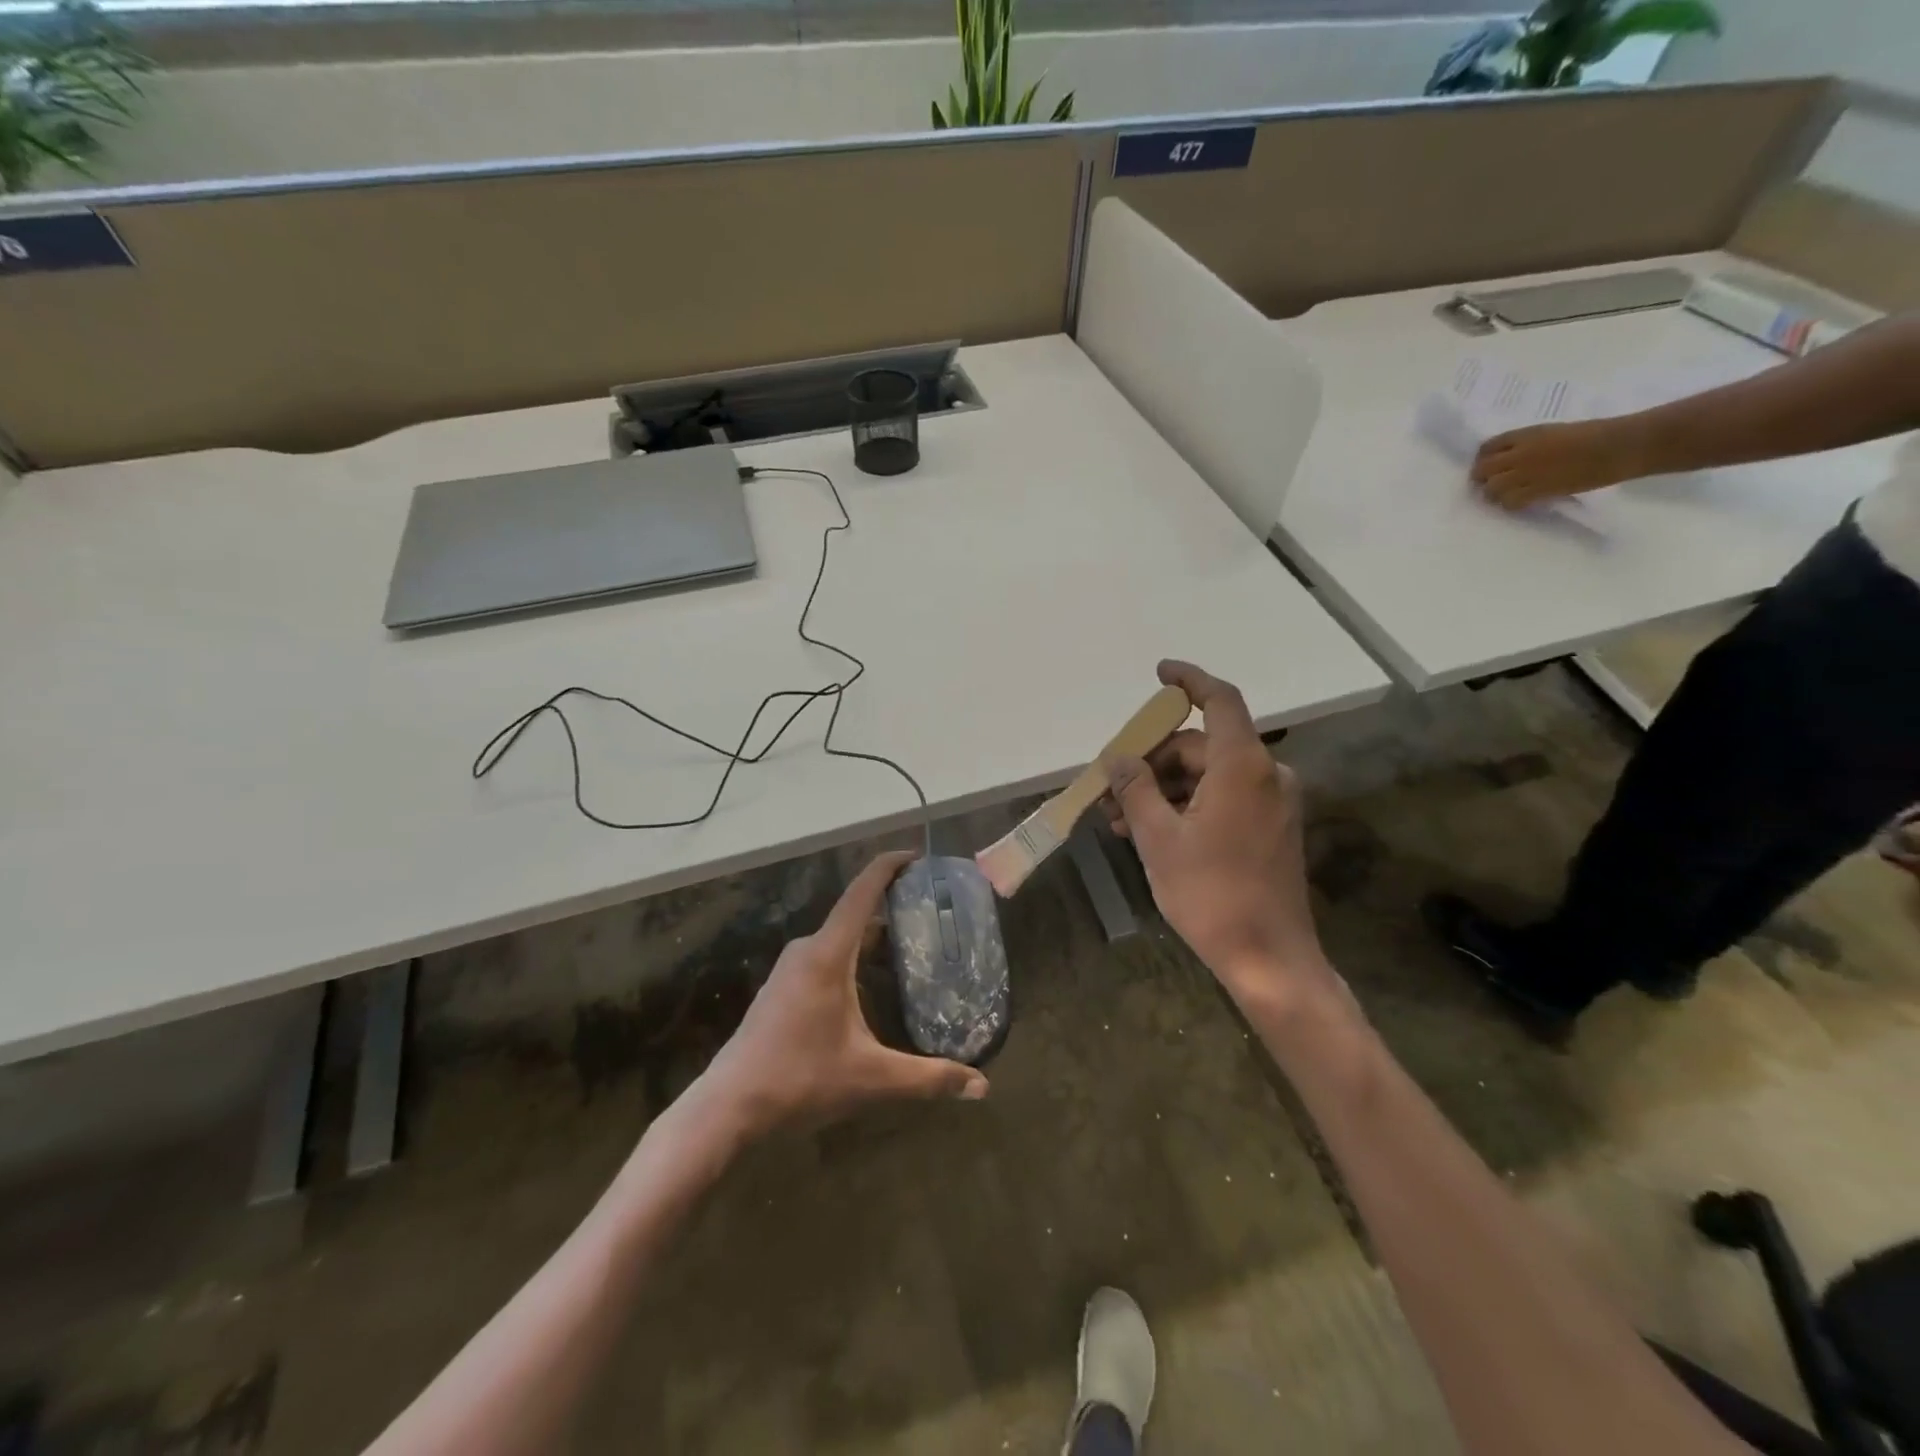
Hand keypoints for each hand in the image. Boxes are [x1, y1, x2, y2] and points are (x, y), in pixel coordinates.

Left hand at [702, 852, 987, 1135]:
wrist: (728, 1106)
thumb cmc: (801, 1079)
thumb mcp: (872, 1079)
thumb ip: (929, 1078)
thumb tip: (981, 1088)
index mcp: (829, 954)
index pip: (863, 891)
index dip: (890, 867)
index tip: (920, 857)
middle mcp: (808, 949)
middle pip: (857, 914)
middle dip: (894, 908)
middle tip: (934, 917)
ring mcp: (791, 968)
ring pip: (841, 938)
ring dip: (874, 938)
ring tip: (913, 950)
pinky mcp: (783, 987)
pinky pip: (826, 956)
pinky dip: (855, 957)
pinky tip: (873, 985)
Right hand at [1104, 661, 1335, 1010]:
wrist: (1268, 957)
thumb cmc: (1210, 893)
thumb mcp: (1158, 838)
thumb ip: (1135, 788)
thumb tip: (1119, 758)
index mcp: (1243, 766)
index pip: (1219, 701)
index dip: (1189, 680)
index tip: (1159, 673)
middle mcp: (1266, 775)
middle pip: (1201, 746)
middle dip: (1153, 761)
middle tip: (1111, 788)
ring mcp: (1272, 803)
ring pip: (1208, 776)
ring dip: (1163, 789)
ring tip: (1120, 820)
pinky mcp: (1271, 828)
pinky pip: (1223, 798)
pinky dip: (1187, 806)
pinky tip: (1150, 832)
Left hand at [1471, 417, 1648, 510]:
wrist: (1619, 445)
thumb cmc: (1594, 433)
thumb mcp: (1554, 431)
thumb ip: (1529, 443)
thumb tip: (1510, 457)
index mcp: (1526, 434)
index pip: (1487, 447)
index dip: (1483, 458)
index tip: (1488, 466)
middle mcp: (1520, 453)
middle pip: (1482, 470)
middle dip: (1481, 478)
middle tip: (1490, 483)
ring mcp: (1527, 473)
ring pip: (1491, 489)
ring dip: (1494, 494)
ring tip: (1504, 494)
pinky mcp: (1538, 490)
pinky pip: (1510, 502)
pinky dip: (1510, 504)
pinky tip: (1520, 502)